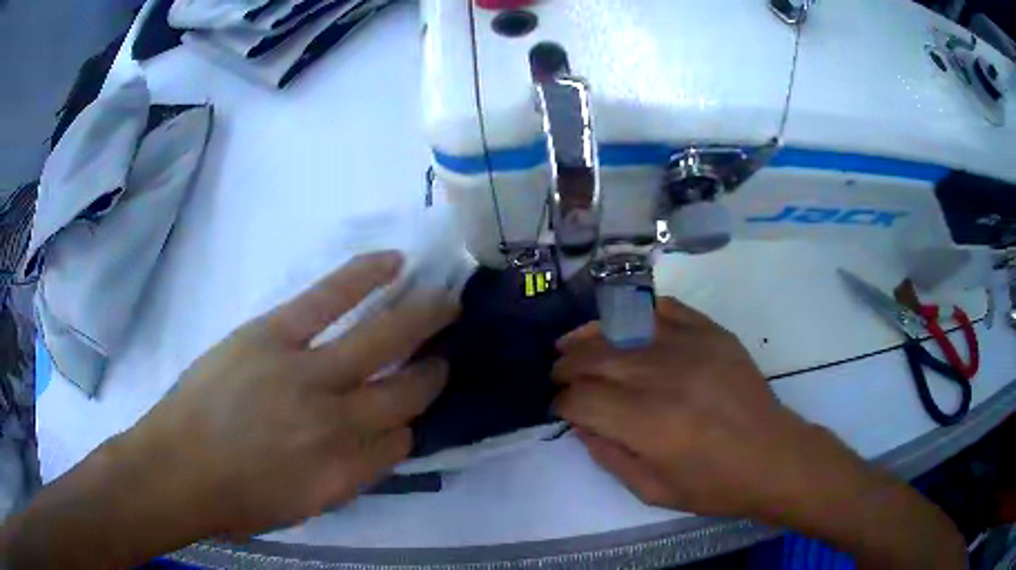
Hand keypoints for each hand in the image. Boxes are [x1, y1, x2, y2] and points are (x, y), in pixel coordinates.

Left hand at [117, 251, 457, 536]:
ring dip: (420, 318)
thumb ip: (349, 475)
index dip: (410, 424)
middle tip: (451, 346)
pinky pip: (330, 299)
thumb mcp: (305, 506)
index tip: (407, 413)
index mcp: (348, 472)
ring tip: (445, 300)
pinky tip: (394, 263)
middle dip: (434, 368)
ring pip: (382, 337)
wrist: (176, 470)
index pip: (402, 441)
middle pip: (406, 389)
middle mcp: (338, 422)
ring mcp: (306, 373)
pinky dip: (365, 278)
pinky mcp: (273, 335)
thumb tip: (377, 440)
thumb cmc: (238, 501)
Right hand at [553, 298, 868, 520]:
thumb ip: (608, 456)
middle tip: (557, 374)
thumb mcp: (652, 490)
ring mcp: (690, 347)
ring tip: (573, 342)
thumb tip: (581, 423)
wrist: (773, 458)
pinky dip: (636, 312)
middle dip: (566, 365)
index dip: (561, 403)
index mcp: (647, 424)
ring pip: (621, 327)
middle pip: (594, 357)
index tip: (558, 407)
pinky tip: (623, 323)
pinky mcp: (712, 333)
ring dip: (589, 335)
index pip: (582, 399)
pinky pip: (664, 309)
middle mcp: (663, 377)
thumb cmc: (713, 485)